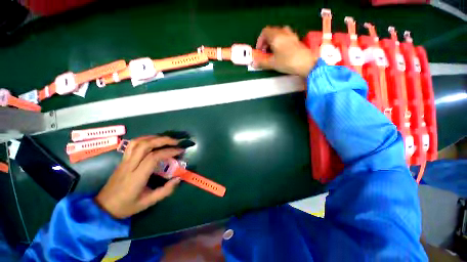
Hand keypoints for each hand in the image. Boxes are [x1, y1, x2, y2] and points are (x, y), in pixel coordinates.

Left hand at [95, 136, 183, 218]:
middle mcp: (130, 165)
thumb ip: (165, 191)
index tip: (179, 151)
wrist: (103, 207)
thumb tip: (178, 179)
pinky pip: (133, 144)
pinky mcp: (123, 160)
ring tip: (166, 139)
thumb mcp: (148, 202)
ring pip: (138, 142)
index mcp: (136, 177)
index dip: (168, 152)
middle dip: (163, 140)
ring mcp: (125, 161)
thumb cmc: (126, 206)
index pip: (153, 157)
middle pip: (145, 145)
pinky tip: (153, 140)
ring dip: (154, 137)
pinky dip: (145, 139)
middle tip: (176, 142)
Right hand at [255, 26, 317, 76]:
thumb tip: (253, 63)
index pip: (265, 32)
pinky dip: (280, 41)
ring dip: (273, 41)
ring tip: (273, 51)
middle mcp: (283, 32)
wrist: (306, 63)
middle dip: (266, 41)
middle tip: (265, 52)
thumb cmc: (287, 62)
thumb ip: (262, 62)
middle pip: (272, 32)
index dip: (260, 41)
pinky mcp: (296, 40)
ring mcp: (291, 35)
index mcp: (276, 36)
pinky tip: (281, 51)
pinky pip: (286, 36)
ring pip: (279, 33)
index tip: (259, 50)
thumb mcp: (272, 63)